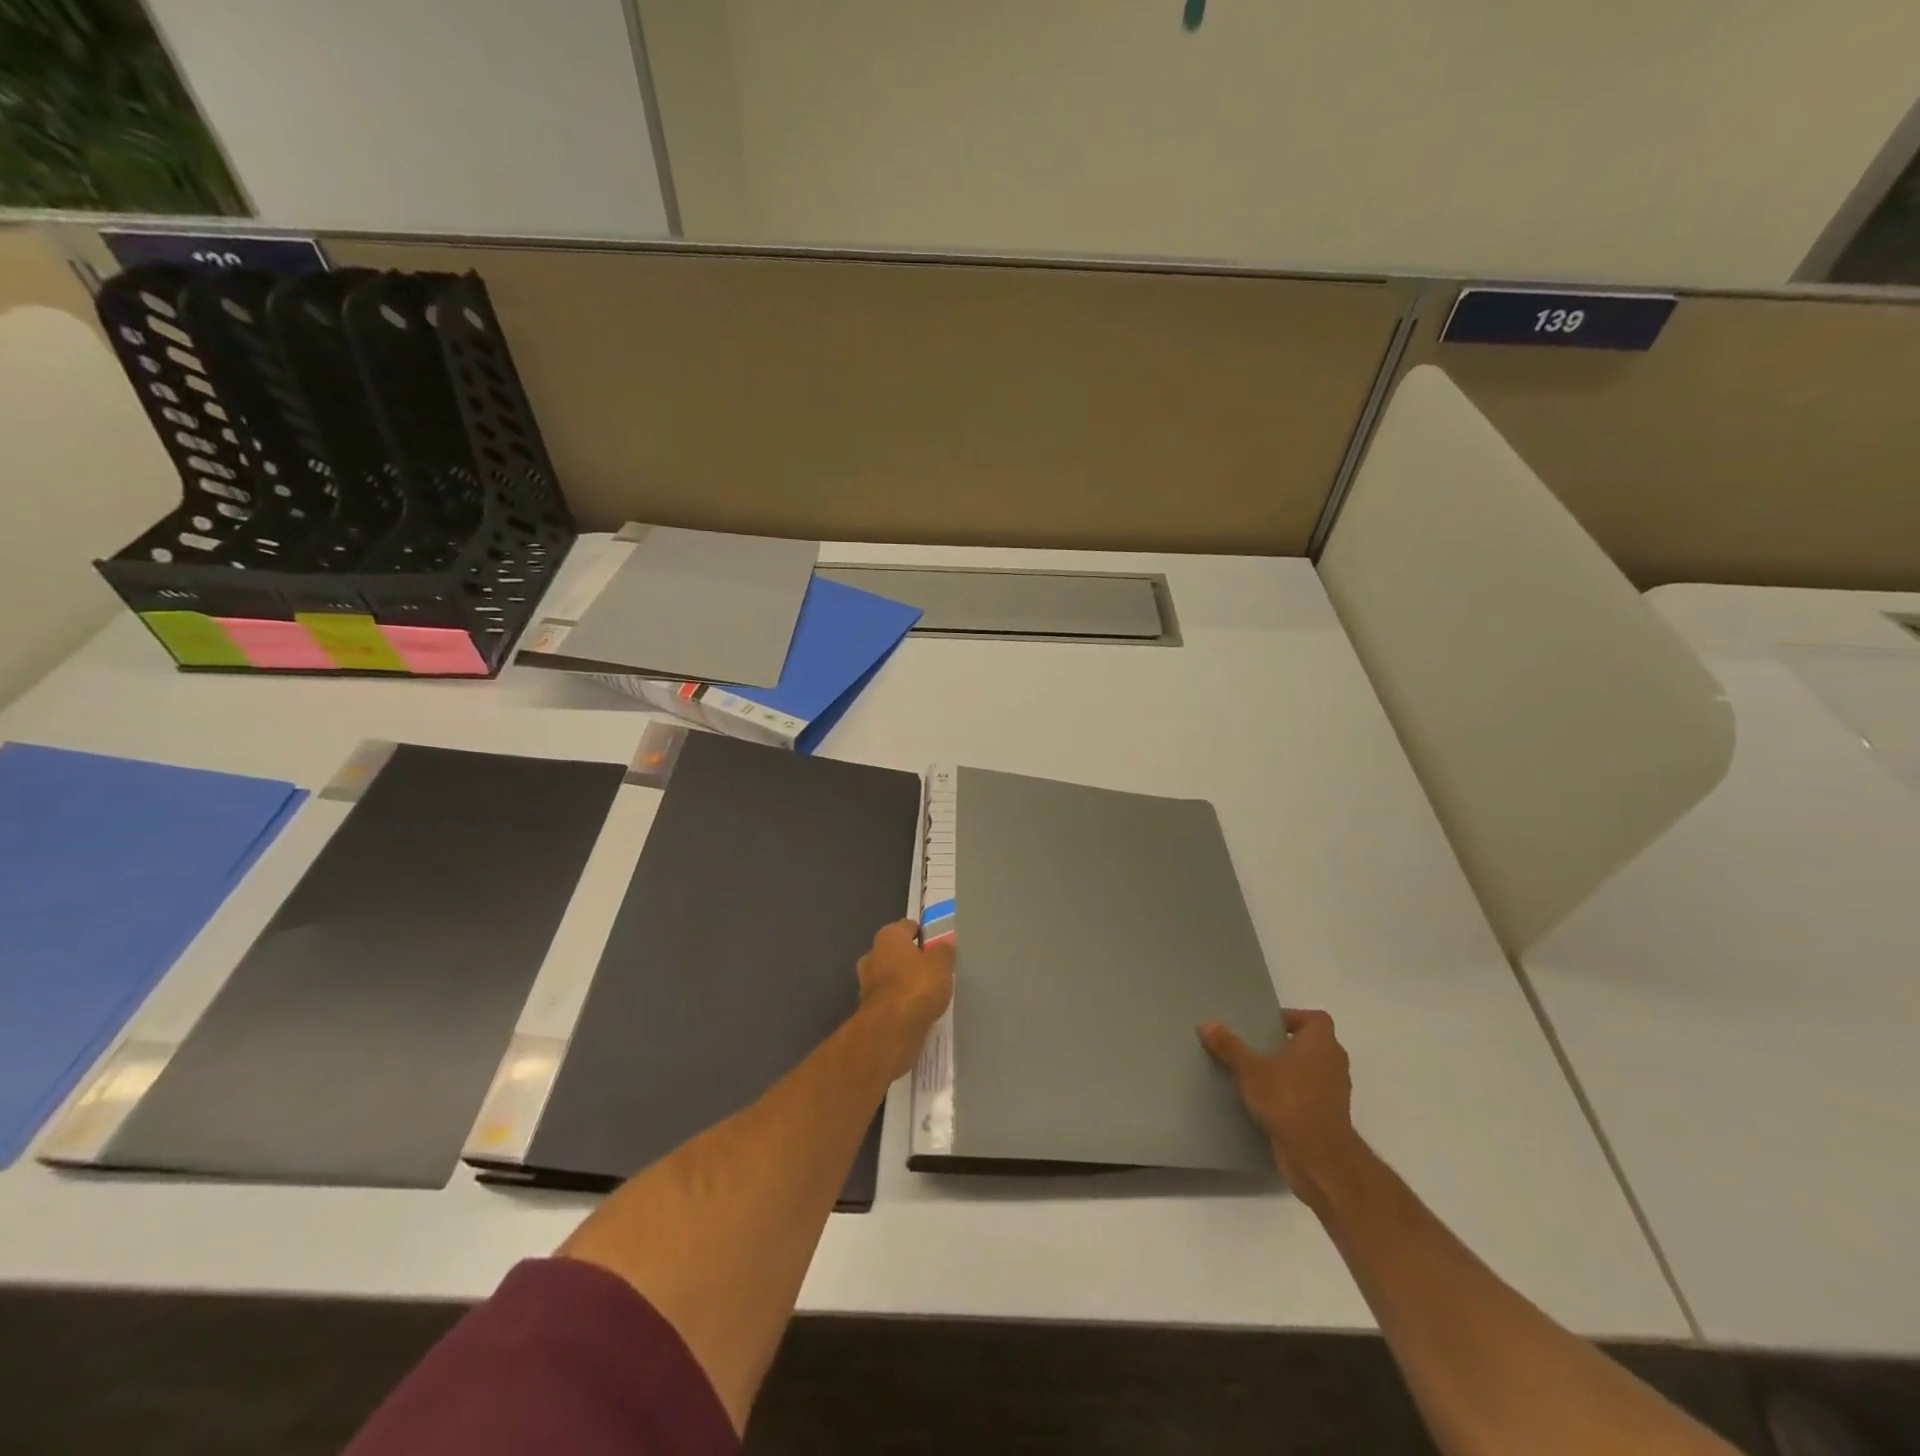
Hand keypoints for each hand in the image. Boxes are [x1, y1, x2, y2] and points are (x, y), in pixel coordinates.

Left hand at [856, 920, 954, 1079]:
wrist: (890, 1031)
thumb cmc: (917, 986)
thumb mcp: (942, 964)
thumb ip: (944, 952)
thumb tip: (944, 945)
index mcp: (888, 936)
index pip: (907, 926)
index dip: (923, 934)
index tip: (938, 946)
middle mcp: (873, 955)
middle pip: (895, 952)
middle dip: (911, 959)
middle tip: (933, 970)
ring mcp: (867, 984)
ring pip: (890, 977)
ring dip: (904, 983)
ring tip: (928, 992)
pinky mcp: (869, 1010)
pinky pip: (889, 1000)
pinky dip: (900, 1003)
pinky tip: (917, 1010)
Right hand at [1199, 1009, 1361, 1211]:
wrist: (1319, 1159)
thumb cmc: (1289, 1101)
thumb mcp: (1251, 1070)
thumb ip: (1229, 1046)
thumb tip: (1206, 1023)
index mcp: (1321, 1043)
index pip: (1316, 1018)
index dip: (1293, 1018)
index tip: (1267, 1025)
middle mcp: (1334, 1063)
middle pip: (1312, 1044)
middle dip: (1286, 1044)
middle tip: (1255, 1047)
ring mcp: (1334, 1092)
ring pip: (1310, 1071)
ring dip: (1289, 1071)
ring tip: (1256, 1074)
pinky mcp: (1328, 1117)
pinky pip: (1309, 1095)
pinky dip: (1292, 1094)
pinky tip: (1266, 1101)